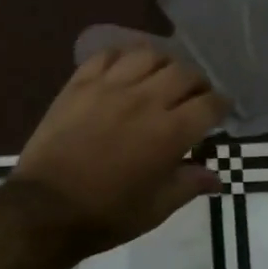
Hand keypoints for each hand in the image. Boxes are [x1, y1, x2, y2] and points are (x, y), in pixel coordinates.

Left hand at [15, 45, 229, 255]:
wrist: (46, 208)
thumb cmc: (107, 214)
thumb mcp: (156, 208)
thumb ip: (189, 185)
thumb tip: (216, 177)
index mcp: (170, 132)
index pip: (209, 103)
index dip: (221, 104)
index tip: (221, 109)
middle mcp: (145, 100)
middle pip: (184, 72)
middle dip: (197, 82)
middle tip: (193, 95)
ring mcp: (110, 86)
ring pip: (148, 54)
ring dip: (162, 64)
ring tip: (160, 77)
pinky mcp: (80, 83)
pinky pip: (107, 55)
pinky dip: (122, 57)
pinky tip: (125, 69)